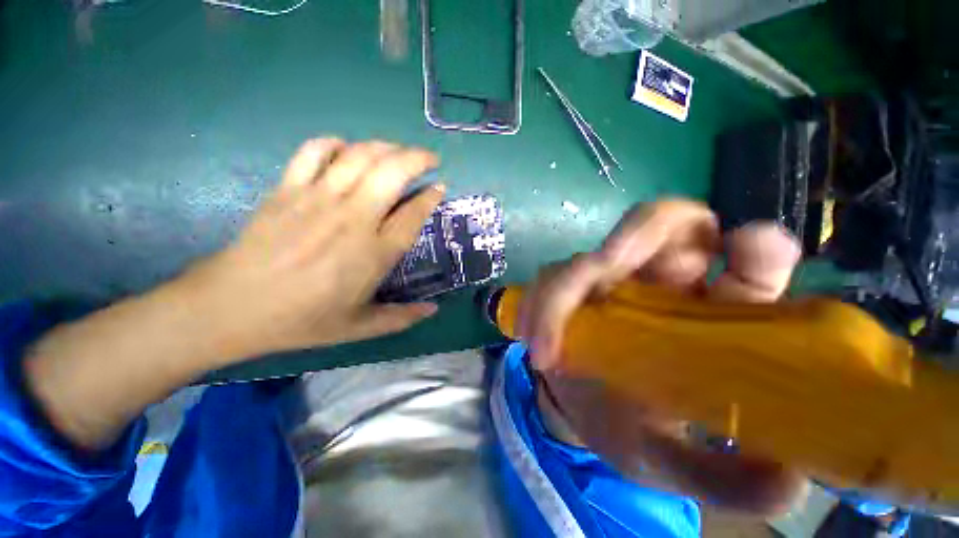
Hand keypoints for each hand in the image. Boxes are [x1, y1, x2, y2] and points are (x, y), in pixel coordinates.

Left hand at [178, 138, 444, 362]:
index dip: (430, 197)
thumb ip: (401, 317)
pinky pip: (314, 151)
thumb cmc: (303, 319)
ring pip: (360, 155)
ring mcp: (318, 199)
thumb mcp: (360, 327)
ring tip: (398, 151)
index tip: (440, 188)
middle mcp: (353, 218)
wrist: (233, 307)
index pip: (413, 214)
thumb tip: (433, 310)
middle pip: (392, 172)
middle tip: (429, 160)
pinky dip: (335, 144)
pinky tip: (346, 151)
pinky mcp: (288, 189)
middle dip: (417, 159)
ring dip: (386, 147)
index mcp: (374, 252)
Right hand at [519, 199, 807, 514]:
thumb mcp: (679, 462)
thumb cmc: (636, 431)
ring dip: (562, 289)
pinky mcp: (569, 287)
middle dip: (639, 232)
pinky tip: (528, 336)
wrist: (580, 413)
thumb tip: (787, 483)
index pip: (751, 257)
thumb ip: (728, 479)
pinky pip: (549, 278)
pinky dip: (536, 303)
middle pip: (666, 223)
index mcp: (713, 314)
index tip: (744, 251)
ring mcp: (609, 280)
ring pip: (591, 253)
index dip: (756, 245)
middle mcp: (663, 284)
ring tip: (545, 344)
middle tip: (607, 263)